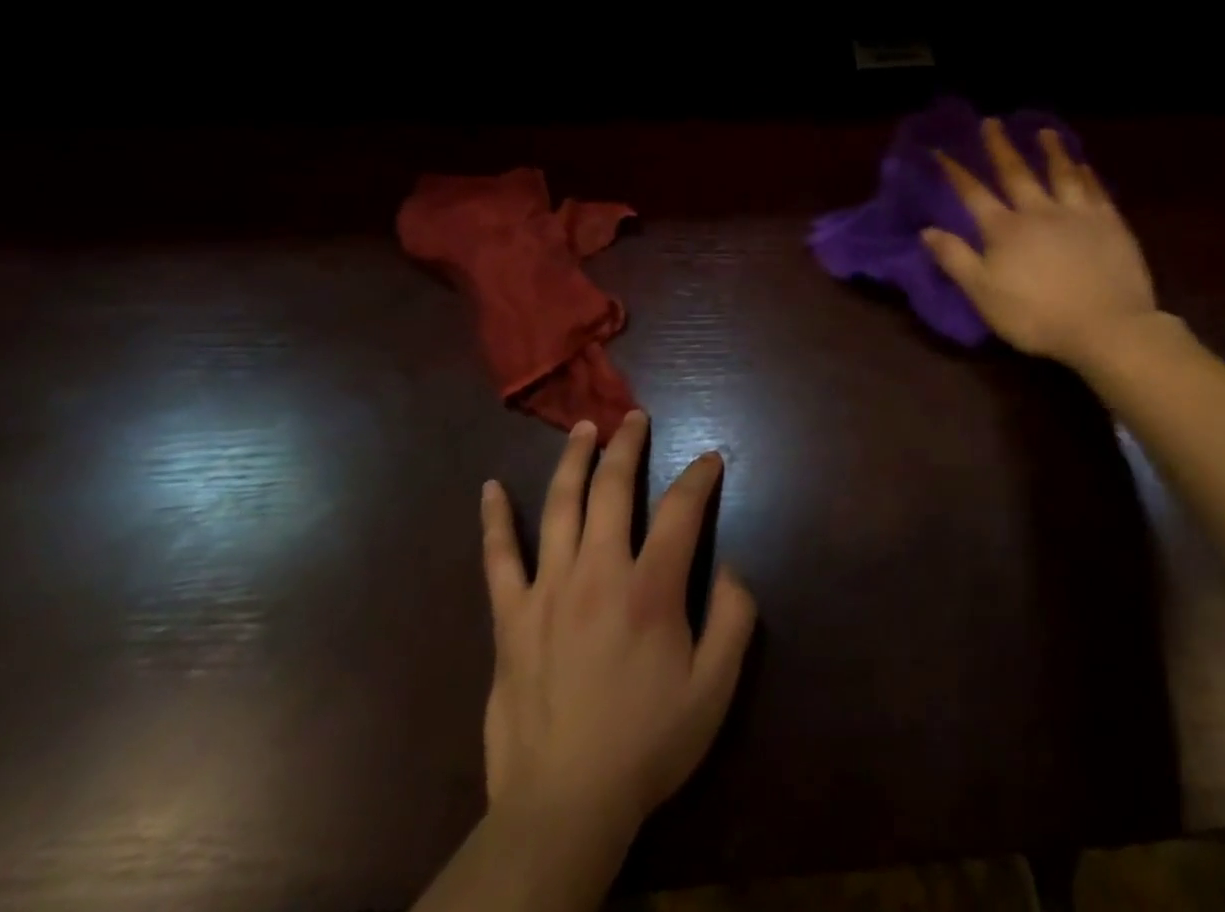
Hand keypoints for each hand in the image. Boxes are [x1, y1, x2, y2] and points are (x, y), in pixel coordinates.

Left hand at [480, 410, 756, 860]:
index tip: (710, 459)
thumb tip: (729, 566)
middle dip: (627, 445)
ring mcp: (548, 591)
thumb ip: (734, 618)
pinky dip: (495, 520)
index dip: (699, 476)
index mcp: (651, 588)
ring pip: (560, 506)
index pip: (680, 509)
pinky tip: (491, 489)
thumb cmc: (647, 744)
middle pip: (613, 489)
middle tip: (634, 418)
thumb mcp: (715, 688)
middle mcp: (598, 573)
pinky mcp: (511, 618)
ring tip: (583, 429)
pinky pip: (499, 558)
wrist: (563, 807)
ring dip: (573, 461)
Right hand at [923, 118, 1158, 367]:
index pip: (974, 194)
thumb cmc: (1037, 316)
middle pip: (1016, 173)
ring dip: (1050, 151)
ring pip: (1061, 174)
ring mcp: (1077, 215)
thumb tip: (927, 230)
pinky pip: (1095, 191)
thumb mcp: (983, 294)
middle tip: (992, 122)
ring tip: (1044, 131)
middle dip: (1000, 147)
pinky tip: (1083, 165)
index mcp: (1005, 230)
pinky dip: (1086, 175)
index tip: (941, 150)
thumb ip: (955, 259)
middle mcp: (1039, 212)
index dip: (956, 172)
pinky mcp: (1110, 224)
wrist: (1106, 327)